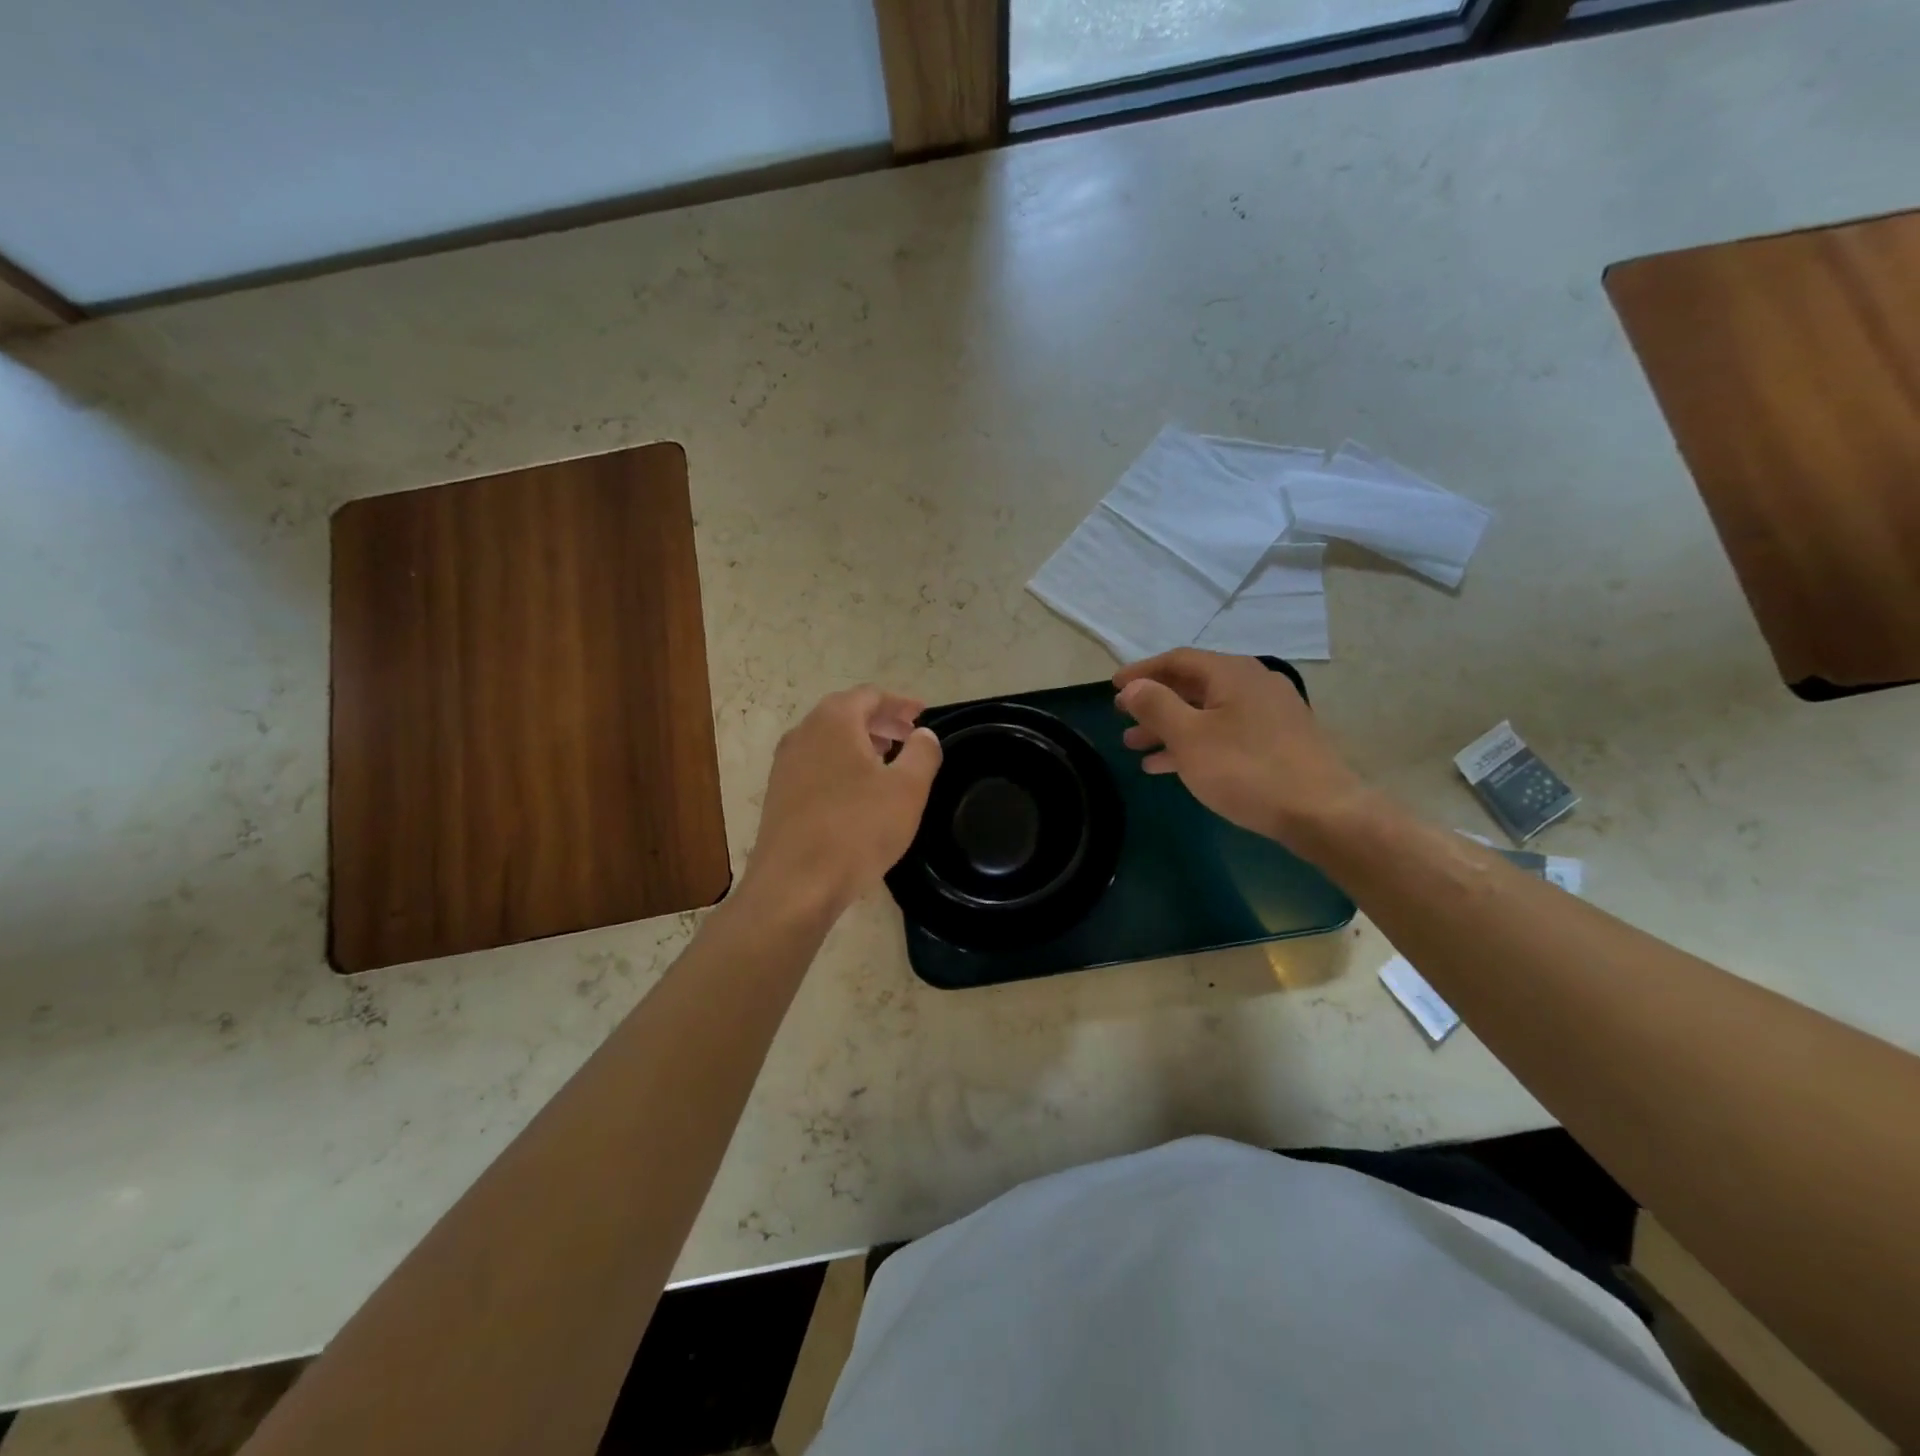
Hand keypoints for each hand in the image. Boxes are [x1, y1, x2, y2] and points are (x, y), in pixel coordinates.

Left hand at [744, 686, 941, 916]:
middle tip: (908, 736)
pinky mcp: (778, 794)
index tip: (922, 714)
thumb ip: (922, 753)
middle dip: (880, 721)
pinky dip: (840, 764)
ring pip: (828, 740)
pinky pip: (815, 764)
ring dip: (859, 743)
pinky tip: (857, 791)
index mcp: (834, 721)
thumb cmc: (858, 829)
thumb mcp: (907, 789)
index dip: (900, 702)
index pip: (870, 695)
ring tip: (886, 760)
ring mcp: (785, 764)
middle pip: (846, 713)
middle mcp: (803, 733)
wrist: (796, 884)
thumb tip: (923, 734)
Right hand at [1114, 649, 1368, 848]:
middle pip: (1192, 685)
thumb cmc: (1246, 770)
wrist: (1322, 812)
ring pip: (1207, 713)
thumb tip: (1132, 686)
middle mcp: (1253, 684)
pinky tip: (1172, 766)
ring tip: (1136, 748)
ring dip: (1169, 728)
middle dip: (1154, 703)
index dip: (1141, 672)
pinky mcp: (1277, 741)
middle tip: (1122, 719)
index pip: (1177, 660)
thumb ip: (1156, 706)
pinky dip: (1195, 743)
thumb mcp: (1190, 737)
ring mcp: (1269, 713)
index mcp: (1232, 673)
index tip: (1113, 688)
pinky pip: (1224, 733)